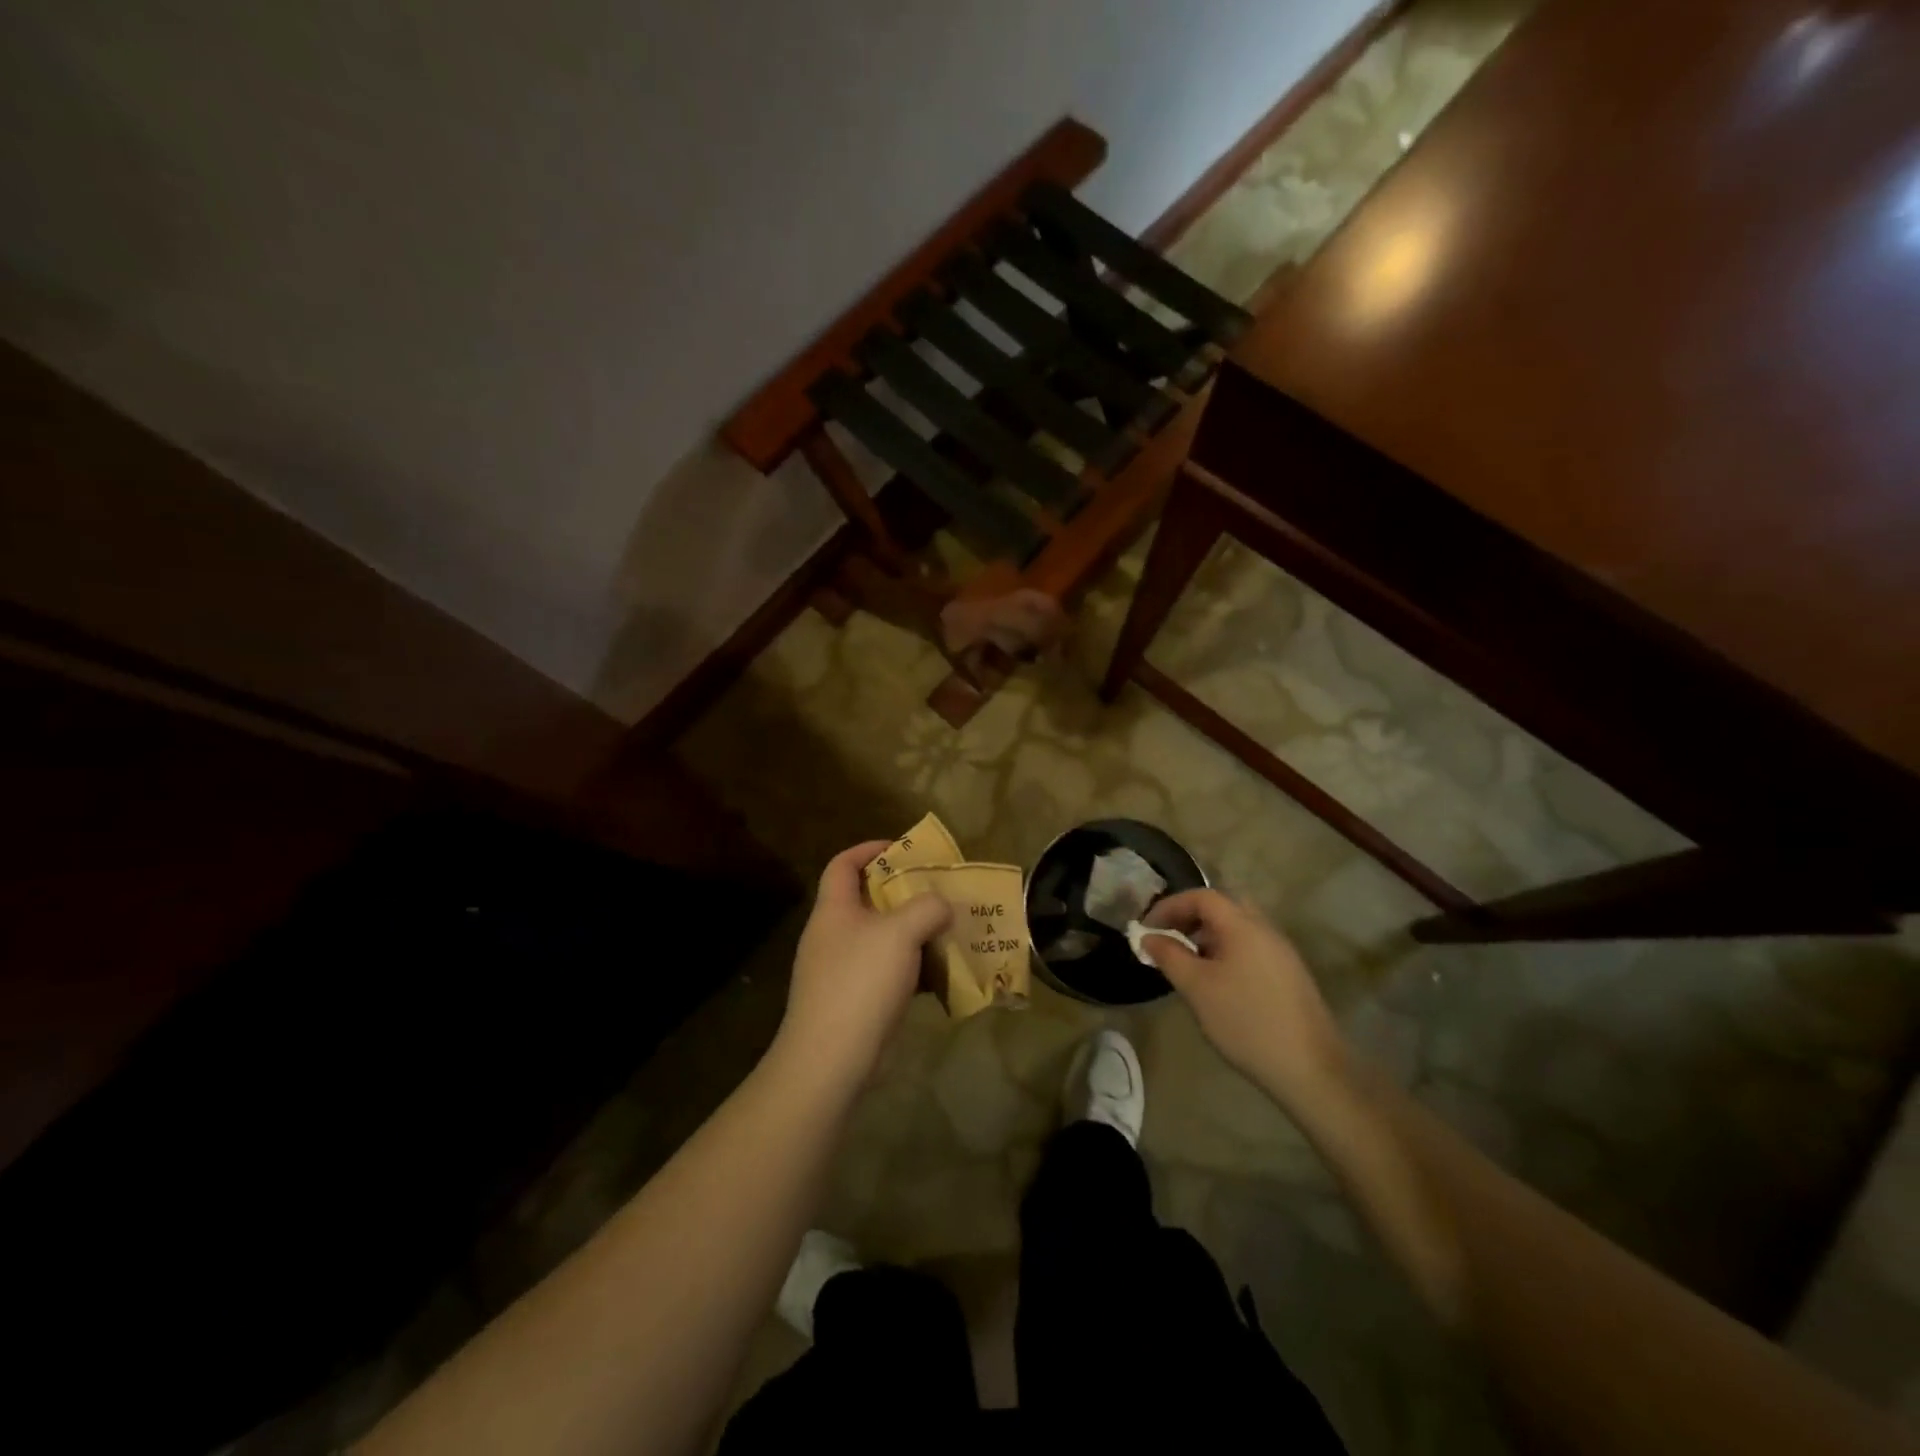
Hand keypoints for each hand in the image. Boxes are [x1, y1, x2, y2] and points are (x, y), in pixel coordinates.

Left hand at [772, 840, 951, 1093]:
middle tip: (937, 892)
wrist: (831, 1059)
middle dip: (902, 894)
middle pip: (865, 900)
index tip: (902, 849)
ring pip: (879, 939)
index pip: (843, 864)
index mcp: (834, 910)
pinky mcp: (852, 1001)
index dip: (870, 849)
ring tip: (945, 931)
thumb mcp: (901, 933)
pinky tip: (938, 977)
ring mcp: (839, 970)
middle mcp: (832, 935)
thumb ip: (927, 908)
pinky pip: (884, 973)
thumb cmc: (861, 981)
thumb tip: (943, 904)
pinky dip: (910, 969)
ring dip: (911, 933)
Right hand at [1142, 889, 1350, 1110]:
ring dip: (1208, 936)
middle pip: (1223, 907)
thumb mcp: (1197, 987)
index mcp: (1243, 925)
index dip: (1170, 906)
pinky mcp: (1289, 975)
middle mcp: (1266, 930)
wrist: (1310, 1068)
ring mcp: (1281, 953)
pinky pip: (1250, 948)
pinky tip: (1217, 982)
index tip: (1147, 927)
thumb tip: (1149, 937)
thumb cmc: (1245, 1021)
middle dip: (1190, 918)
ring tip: (1187, 962)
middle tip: (1168, 938)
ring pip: (1238, 929)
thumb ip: (1169, 956)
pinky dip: (1226, 951)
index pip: (1202, 896)